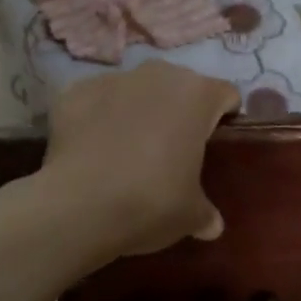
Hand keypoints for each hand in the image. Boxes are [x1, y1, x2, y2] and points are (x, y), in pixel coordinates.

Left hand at [41, 62, 239, 261]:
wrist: (79, 205)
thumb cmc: (152, 201)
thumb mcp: (190, 215)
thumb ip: (205, 213)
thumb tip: (212, 225)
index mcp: (198, 95)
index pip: (225, 95)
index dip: (224, 117)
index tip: (215, 143)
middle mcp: (159, 75)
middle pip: (179, 86)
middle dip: (178, 111)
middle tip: (172, 150)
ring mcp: (114, 79)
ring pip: (136, 90)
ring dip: (137, 111)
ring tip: (127, 149)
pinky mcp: (75, 92)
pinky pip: (96, 101)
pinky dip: (98, 118)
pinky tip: (92, 150)